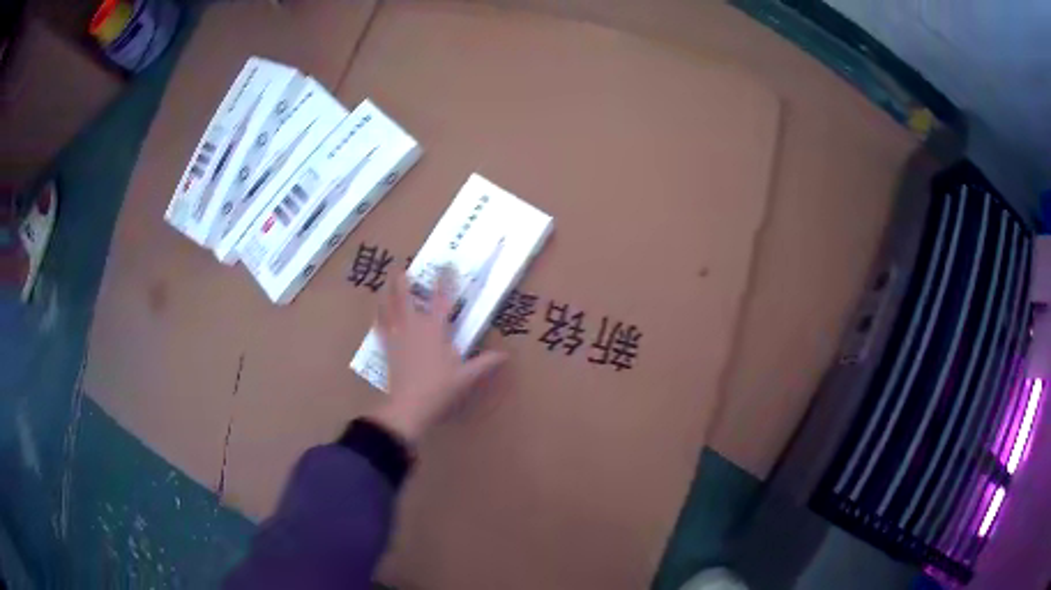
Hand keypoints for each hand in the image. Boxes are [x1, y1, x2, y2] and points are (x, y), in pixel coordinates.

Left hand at [367, 269, 506, 443]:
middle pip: (406, 298)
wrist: (410, 405)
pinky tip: (376, 312)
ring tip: (386, 281)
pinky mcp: (388, 348)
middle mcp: (414, 327)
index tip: (446, 264)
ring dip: (388, 293)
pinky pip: (381, 328)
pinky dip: (379, 317)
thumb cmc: (440, 388)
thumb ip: (485, 363)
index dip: (444, 280)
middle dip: (404, 282)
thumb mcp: (466, 376)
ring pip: (390, 309)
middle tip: (402, 267)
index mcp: (435, 330)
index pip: (441, 299)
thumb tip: (505, 355)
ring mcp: (398, 337)